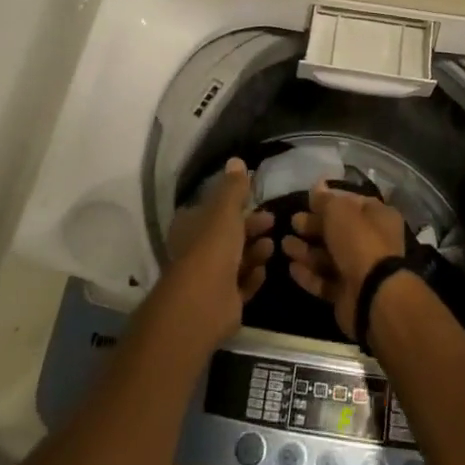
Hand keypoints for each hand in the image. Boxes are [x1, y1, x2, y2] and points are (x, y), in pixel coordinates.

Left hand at [155, 158, 274, 354]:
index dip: (234, 204)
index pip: (213, 209)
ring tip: (271, 246)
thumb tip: (236, 160)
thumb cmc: (212, 248)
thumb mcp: (225, 210)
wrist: (204, 304)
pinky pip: (242, 284)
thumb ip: (233, 187)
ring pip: (237, 259)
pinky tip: (264, 270)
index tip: (255, 198)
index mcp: (191, 226)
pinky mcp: (224, 302)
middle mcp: (198, 250)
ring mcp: (210, 278)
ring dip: (255, 251)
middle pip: (229, 234)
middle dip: (251, 226)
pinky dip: (253, 276)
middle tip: (272, 221)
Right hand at [282, 183, 407, 339]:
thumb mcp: (339, 211)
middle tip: (293, 222)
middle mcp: (372, 241)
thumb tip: (317, 186)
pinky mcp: (347, 294)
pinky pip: (325, 280)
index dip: (329, 200)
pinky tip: (292, 268)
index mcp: (378, 216)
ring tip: (284, 245)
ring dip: (306, 251)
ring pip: (329, 256)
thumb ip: (325, 200)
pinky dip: (309, 274)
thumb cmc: (358, 241)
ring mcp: (360, 269)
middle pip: (338, 230)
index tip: (307, 200)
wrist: (371, 294)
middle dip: (313, 226)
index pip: (351, 202)